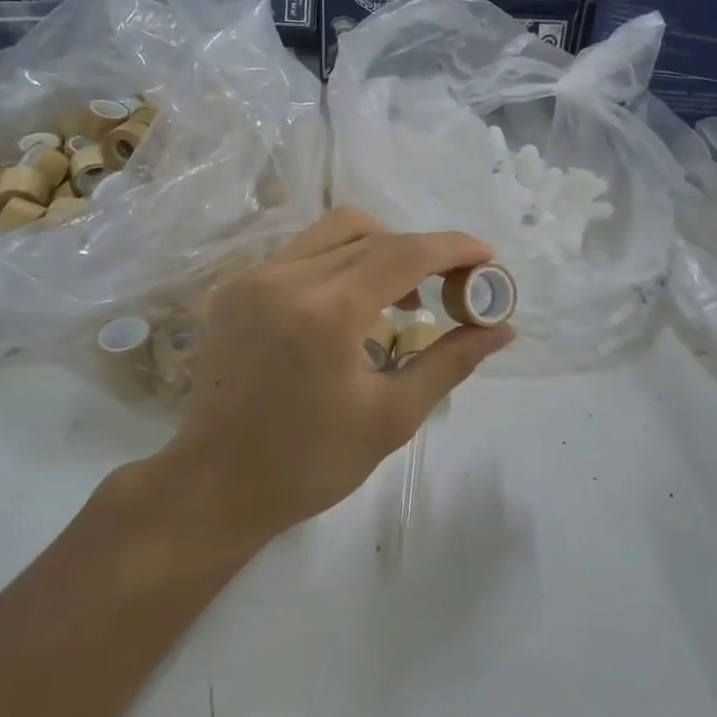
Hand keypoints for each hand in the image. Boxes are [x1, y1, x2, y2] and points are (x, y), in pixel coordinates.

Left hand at [166, 208, 513, 539]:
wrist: (214, 485)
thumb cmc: (309, 463)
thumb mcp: (391, 417)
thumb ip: (450, 362)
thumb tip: (503, 329)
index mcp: (326, 312)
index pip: (403, 253)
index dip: (453, 248)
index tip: (487, 256)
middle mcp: (286, 278)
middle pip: (371, 234)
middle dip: (421, 252)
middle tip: (450, 288)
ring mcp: (253, 278)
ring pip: (334, 232)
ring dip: (379, 249)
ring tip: (400, 299)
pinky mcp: (235, 288)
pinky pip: (302, 252)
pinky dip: (340, 262)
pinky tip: (350, 307)